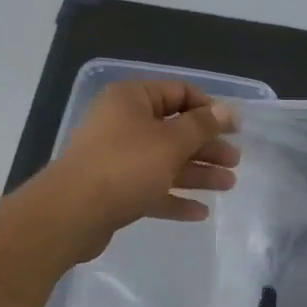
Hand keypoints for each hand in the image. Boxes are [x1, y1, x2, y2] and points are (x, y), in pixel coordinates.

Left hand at [47, 80, 239, 251]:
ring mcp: (117, 158)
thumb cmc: (125, 166)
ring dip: (197, 172)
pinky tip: (200, 212)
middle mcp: (123, 123)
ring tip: (228, 185)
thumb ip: (202, 126)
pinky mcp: (114, 190)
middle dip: (206, 146)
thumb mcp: (171, 141)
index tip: (234, 128)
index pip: (178, 92)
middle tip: (235, 161)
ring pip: (165, 161)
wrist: (72, 213)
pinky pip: (151, 188)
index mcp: (132, 99)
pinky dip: (174, 197)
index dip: (209, 109)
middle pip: (174, 130)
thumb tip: (228, 110)